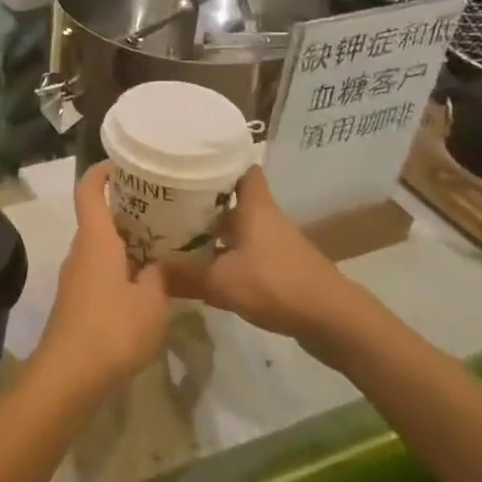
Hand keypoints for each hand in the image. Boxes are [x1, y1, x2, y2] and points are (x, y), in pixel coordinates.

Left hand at [32, 163, 172, 397]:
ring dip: (126, 240)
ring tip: (162, 242)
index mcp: (96, 240)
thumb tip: (160, 262)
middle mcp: (80, 250)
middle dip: (126, 208)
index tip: (124, 163)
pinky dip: (120, 265)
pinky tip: (146, 281)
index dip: (102, 171)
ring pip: (100, 245)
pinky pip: (99, 268)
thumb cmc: (113, 330)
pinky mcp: (76, 300)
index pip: (88, 190)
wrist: (69, 376)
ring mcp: (75, 276)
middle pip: (98, 217)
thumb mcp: (152, 302)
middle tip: (163, 206)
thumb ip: (160, 275)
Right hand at [163, 167, 389, 367]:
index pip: (242, 169)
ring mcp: (275, 244)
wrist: (333, 321)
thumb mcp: (221, 282)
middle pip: (233, 200)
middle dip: (204, 199)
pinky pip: (246, 252)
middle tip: (168, 199)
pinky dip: (226, 255)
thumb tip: (148, 269)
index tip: (191, 160)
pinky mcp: (280, 268)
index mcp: (255, 207)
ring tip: (177, 232)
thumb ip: (184, 275)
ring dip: (214, 230)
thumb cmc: (276, 284)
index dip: (220, 161)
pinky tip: (203, 268)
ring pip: (239, 228)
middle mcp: (266, 219)